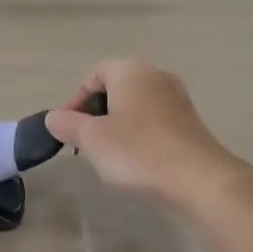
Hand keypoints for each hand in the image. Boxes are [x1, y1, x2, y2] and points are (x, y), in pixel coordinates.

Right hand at [44, 56, 243, 211]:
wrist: (199, 180)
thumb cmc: (138, 151)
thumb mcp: (91, 139)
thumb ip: (68, 124)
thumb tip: (53, 117)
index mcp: (130, 71)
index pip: (94, 74)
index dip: (75, 100)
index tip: (66, 128)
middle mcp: (156, 76)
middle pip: (116, 88)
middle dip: (96, 113)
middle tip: (84, 142)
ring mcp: (178, 99)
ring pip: (135, 106)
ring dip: (117, 126)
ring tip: (108, 155)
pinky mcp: (190, 123)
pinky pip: (154, 122)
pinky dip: (139, 135)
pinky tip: (136, 161)